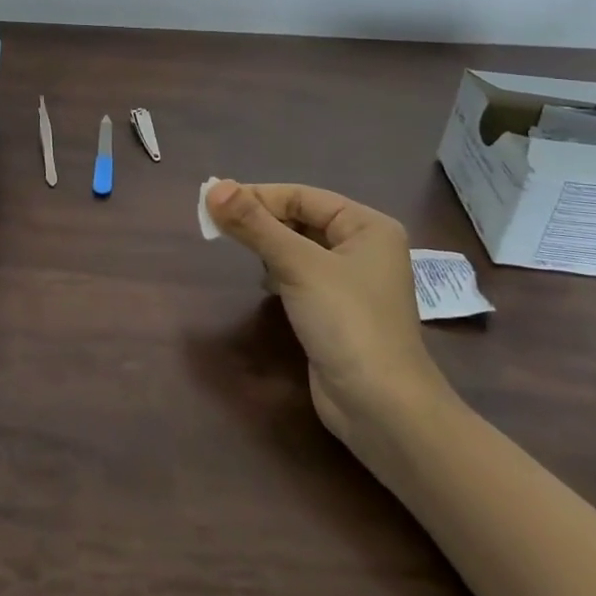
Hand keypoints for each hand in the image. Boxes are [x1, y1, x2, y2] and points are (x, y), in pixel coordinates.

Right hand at [206, 181, 453, 452]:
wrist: (382, 408)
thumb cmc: (348, 323)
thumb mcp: (298, 266)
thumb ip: (255, 225)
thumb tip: (213, 187)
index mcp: (367, 226)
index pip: (302, 196)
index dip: (258, 196)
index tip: (213, 202)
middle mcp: (363, 248)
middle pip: (300, 219)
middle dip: (260, 221)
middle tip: (216, 224)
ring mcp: (351, 282)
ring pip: (298, 247)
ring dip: (267, 245)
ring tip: (236, 248)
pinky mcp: (336, 310)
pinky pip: (300, 275)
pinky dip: (277, 272)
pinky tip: (263, 282)